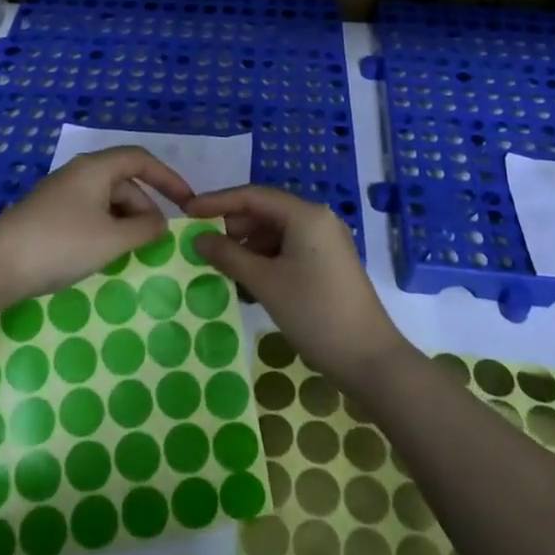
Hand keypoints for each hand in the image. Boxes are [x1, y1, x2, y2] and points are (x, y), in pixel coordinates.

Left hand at [0, 147, 194, 303]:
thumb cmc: (60, 244)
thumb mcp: (112, 240)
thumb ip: (144, 230)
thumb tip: (161, 223)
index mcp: (96, 169)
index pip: (141, 159)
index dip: (168, 178)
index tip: (188, 202)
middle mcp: (79, 174)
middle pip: (124, 181)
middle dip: (145, 207)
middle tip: (156, 239)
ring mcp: (60, 195)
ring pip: (106, 200)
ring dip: (125, 221)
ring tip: (131, 251)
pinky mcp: (47, 215)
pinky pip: (89, 214)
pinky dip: (106, 229)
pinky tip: (103, 254)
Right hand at [186, 186, 406, 385]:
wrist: (368, 358)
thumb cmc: (314, 313)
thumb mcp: (265, 283)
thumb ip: (228, 256)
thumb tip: (197, 238)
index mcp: (305, 214)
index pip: (252, 196)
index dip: (217, 202)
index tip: (187, 213)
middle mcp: (317, 220)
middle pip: (264, 212)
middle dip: (232, 228)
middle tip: (202, 247)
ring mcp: (325, 242)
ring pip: (275, 234)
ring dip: (247, 248)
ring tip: (221, 270)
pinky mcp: (327, 263)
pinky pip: (287, 251)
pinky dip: (265, 262)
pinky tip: (246, 284)